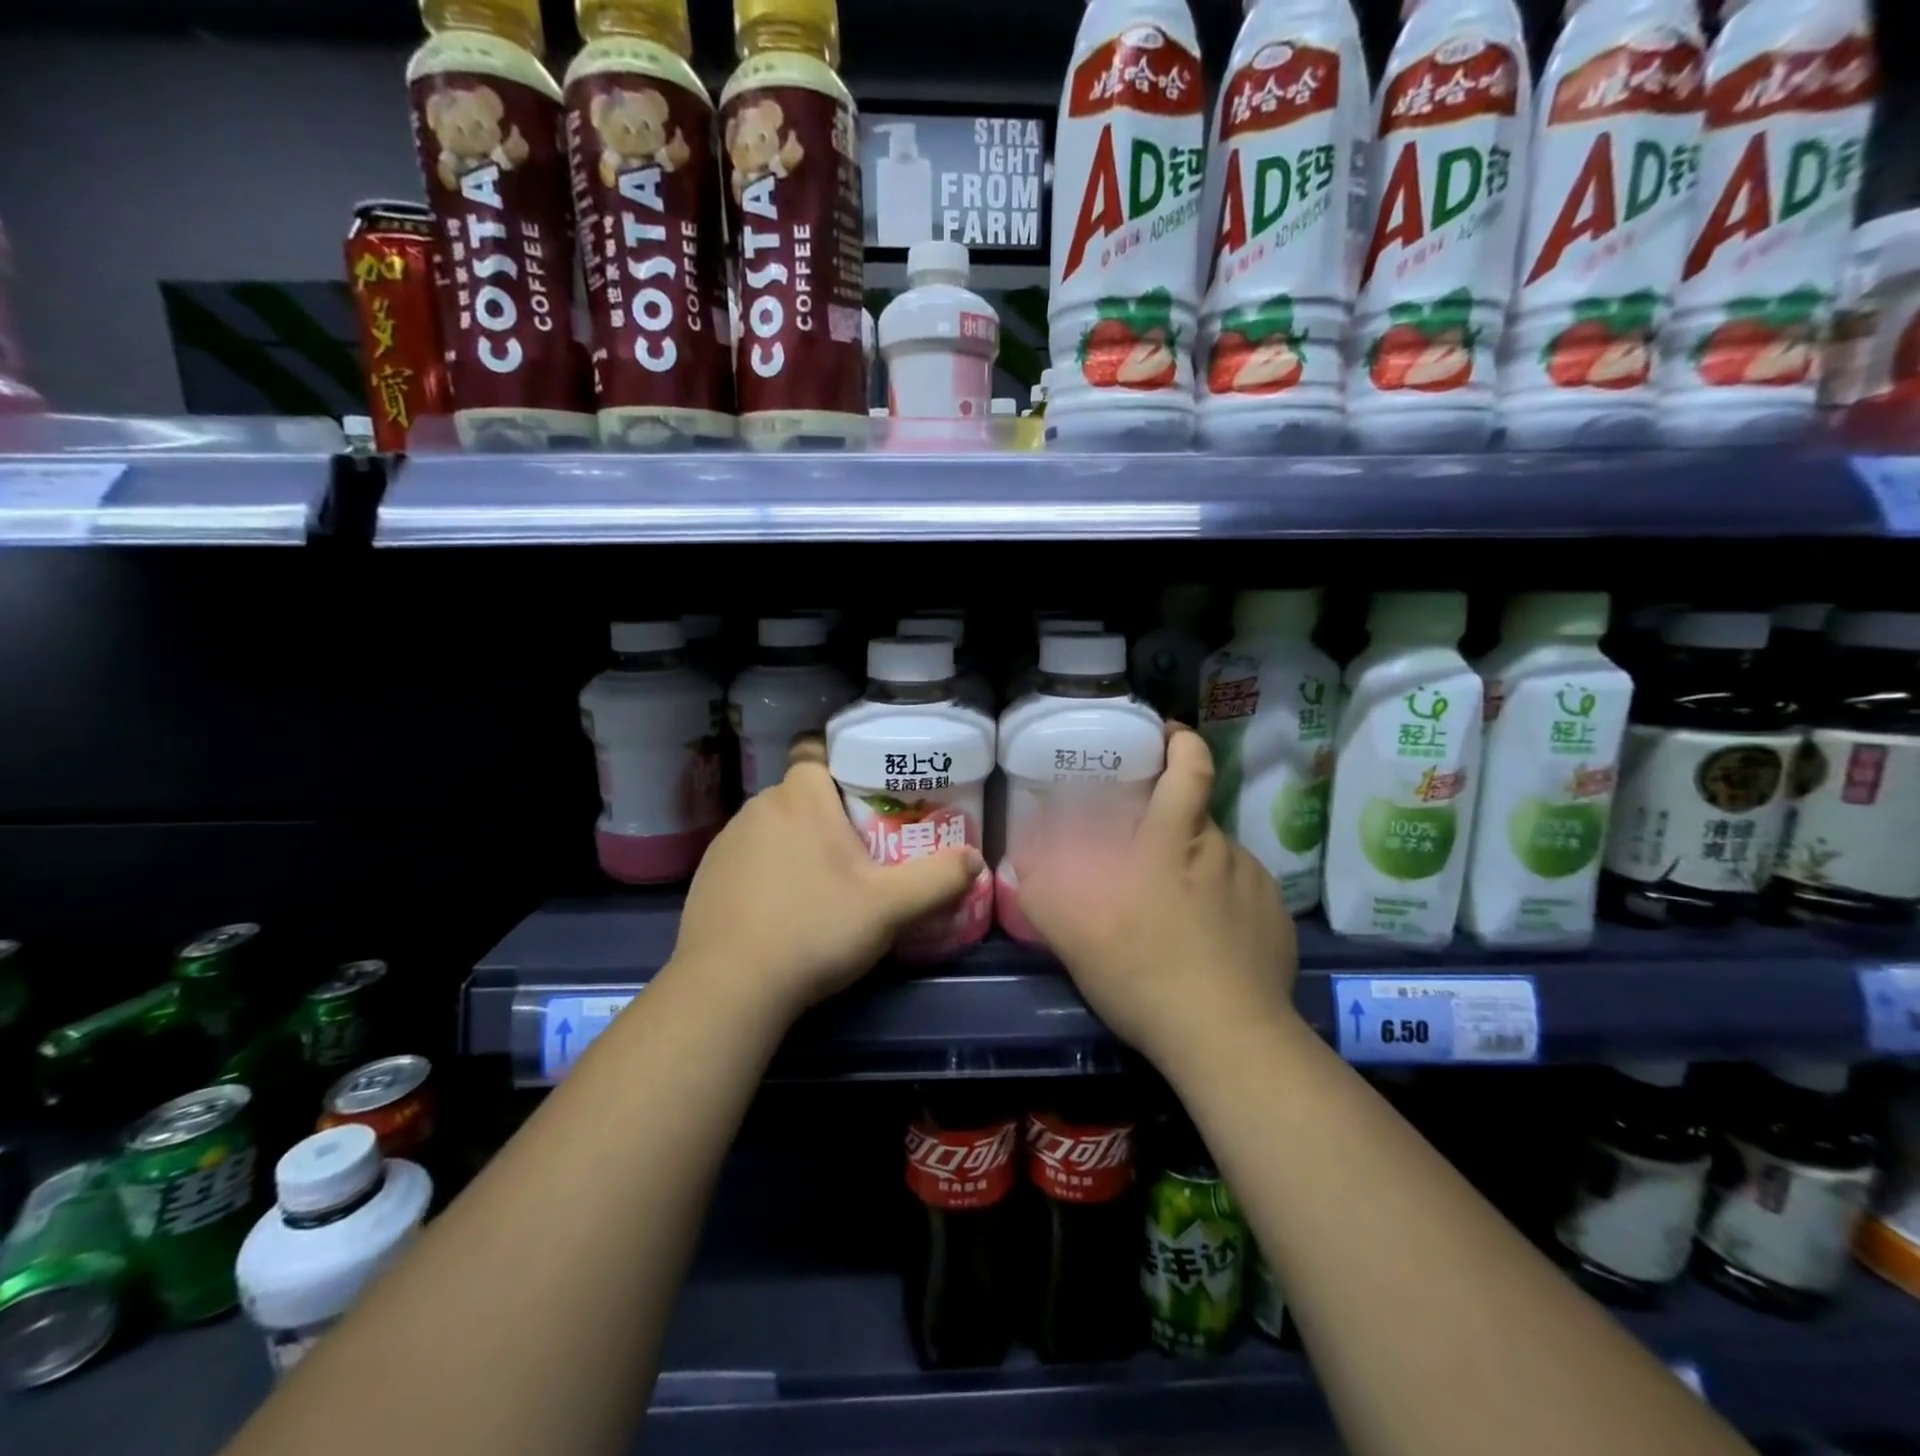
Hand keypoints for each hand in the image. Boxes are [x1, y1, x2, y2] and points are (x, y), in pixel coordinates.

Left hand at [670, 745, 983, 1019]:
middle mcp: (758, 806)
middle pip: (802, 795)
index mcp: (801, 797)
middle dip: (828, 815)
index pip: (818, 754)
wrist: (729, 987)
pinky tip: (780, 910)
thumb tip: (975, 859)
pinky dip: (766, 872)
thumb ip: (938, 879)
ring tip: (820, 885)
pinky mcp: (706, 875)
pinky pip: (748, 858)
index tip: (868, 802)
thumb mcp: (890, 908)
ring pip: (773, 827)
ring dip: (795, 844)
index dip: (843, 771)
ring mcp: (726, 841)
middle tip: (860, 852)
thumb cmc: (815, 930)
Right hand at [1011, 726, 1298, 1071]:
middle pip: (1196, 817)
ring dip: (1195, 870)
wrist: (1227, 1041)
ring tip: (1176, 913)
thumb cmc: (1142, 972)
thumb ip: (1040, 890)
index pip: (1189, 768)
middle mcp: (1220, 850)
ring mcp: (1256, 886)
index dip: (1182, 743)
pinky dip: (1223, 906)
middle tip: (1144, 858)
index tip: (1169, 736)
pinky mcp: (1277, 921)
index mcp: (1171, 841)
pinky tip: (1209, 944)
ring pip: (1218, 859)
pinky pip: (1243, 896)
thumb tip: (1020, 859)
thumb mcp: (1073, 934)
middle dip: (1170, 825)